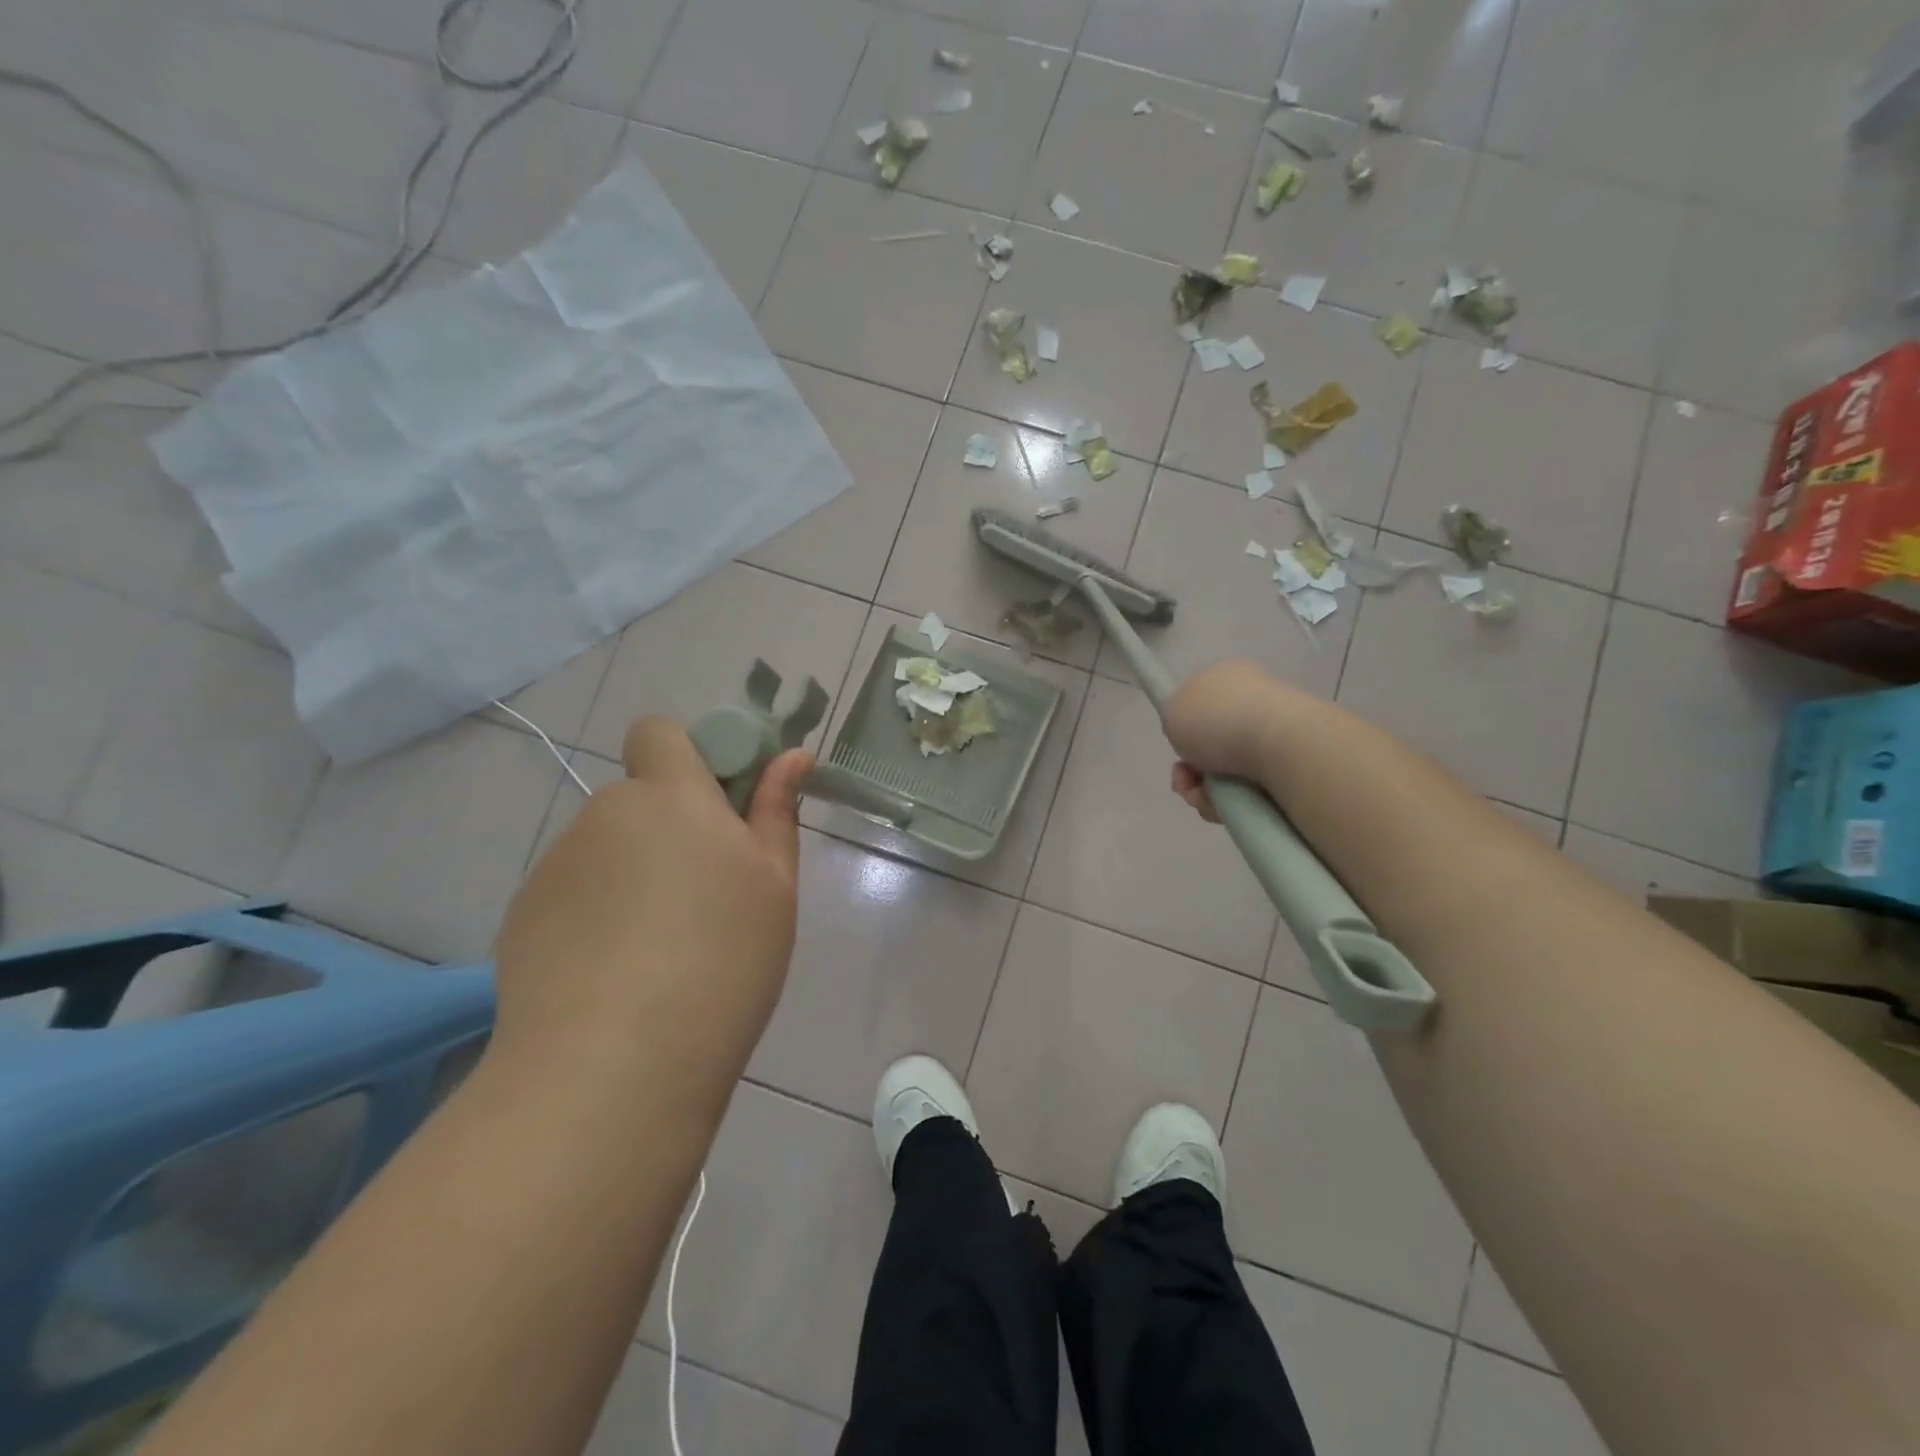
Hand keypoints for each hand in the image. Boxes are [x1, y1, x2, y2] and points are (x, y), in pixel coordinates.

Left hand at [491, 717, 812, 1104]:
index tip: (722, 807)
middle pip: (639, 798)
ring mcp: (556, 866)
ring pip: (607, 848)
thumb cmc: (723, 960)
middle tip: (705, 895)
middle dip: (669, 827)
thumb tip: (791, 756)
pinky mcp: (523, 916)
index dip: (689, 757)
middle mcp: (605, 815)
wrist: (615, 1065)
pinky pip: (574, 893)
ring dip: (633, 872)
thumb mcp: (775, 885)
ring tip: (660, 948)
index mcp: (671, 797)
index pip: (660, 732)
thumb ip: (776, 812)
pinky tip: (616, 974)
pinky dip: (597, 914)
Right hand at [1163, 659, 1299, 822]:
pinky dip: (1229, 804)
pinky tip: (1224, 807)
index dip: (1183, 730)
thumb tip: (1195, 738)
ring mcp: (1275, 737)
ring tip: (1204, 798)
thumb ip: (1175, 719)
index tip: (1178, 746)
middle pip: (1210, 745)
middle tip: (1185, 780)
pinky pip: (1246, 793)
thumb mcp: (1173, 709)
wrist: (1280, 747)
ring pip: (1225, 774)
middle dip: (1190, 770)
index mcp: (1229, 677)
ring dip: (1204, 791)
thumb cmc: (1219, 719)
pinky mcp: (1290, 769)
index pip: (1200, 705)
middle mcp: (1255, 703)